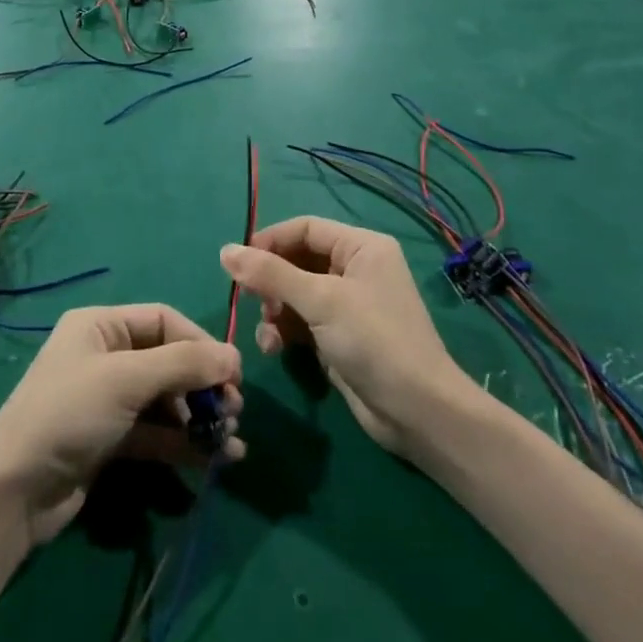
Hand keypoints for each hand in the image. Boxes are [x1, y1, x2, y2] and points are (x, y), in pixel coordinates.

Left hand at [0, 304, 242, 546]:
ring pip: (166, 400)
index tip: (233, 374)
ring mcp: (109, 400)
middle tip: (234, 410)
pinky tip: (219, 458)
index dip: (200, 343)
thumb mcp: (126, 380)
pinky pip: (158, 433)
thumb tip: (235, 356)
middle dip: (203, 385)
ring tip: (231, 439)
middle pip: (168, 361)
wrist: (14, 491)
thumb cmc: (69, 413)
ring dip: (200, 417)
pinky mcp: (112, 440)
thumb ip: (183, 365)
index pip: (164, 321)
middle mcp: (106, 356)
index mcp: (101, 326)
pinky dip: (186, 442)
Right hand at [223, 217, 468, 455]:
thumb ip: (270, 274)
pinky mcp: (340, 337)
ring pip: (294, 294)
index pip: (305, 228)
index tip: (238, 263)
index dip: (270, 241)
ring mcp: (348, 305)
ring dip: (275, 311)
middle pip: (297, 261)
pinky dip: (285, 331)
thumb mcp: (320, 301)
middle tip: (251, 301)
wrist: (418, 413)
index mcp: (360, 247)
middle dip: (271, 282)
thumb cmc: (374, 341)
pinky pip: (302, 322)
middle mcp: (355, 269)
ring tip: (268, 334)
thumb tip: (225, 250)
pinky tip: (275, 349)